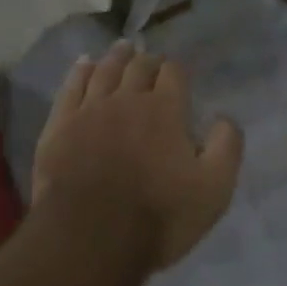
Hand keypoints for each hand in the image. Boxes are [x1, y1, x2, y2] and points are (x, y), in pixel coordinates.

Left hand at [32, 42, 243, 270]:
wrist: (89, 237)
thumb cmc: (158, 216)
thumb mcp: (213, 189)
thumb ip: (226, 147)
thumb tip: (225, 117)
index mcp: (165, 110)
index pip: (173, 74)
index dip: (176, 71)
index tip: (177, 74)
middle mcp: (127, 98)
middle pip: (138, 66)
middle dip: (147, 60)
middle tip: (149, 58)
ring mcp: (89, 109)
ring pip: (104, 70)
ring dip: (116, 57)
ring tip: (122, 48)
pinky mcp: (60, 124)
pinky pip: (70, 87)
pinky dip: (79, 71)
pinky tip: (83, 64)